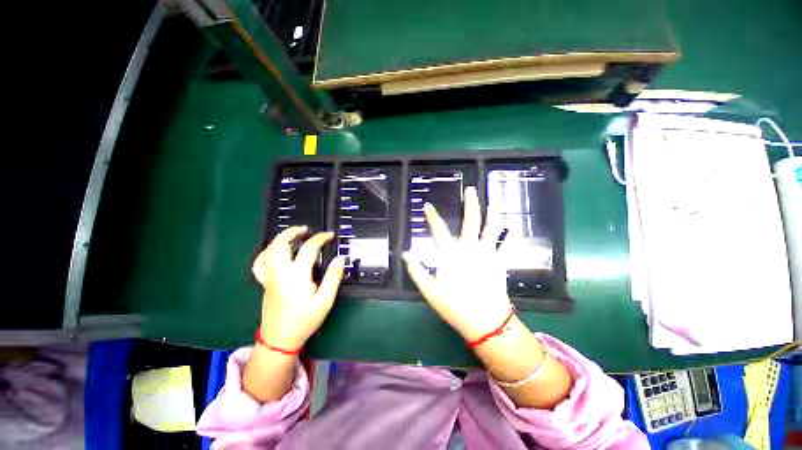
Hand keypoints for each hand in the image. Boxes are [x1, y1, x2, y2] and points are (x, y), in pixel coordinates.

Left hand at [252, 226, 345, 349]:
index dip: (320, 238)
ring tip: (293, 236)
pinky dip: (266, 252)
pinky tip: (275, 252)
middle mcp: (280, 272)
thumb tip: (340, 258)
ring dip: (280, 239)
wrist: (280, 339)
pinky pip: (260, 263)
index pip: (309, 248)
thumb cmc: (305, 319)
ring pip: (268, 250)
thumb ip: (333, 277)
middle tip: (306, 230)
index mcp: (297, 275)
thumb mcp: (325, 300)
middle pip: (281, 244)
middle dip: (293, 232)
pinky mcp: (264, 283)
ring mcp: (270, 277)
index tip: (330, 236)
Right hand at [403, 186, 512, 341]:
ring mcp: (487, 254)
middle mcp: (469, 248)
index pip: (438, 230)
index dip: (432, 216)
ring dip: (493, 215)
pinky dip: (510, 239)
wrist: (484, 321)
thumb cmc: (454, 305)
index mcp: (451, 254)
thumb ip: (417, 271)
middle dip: (470, 204)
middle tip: (471, 190)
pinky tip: (513, 231)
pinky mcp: (499, 263)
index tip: (428, 205)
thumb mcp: (430, 290)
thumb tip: (406, 254)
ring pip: (492, 229)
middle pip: (471, 221)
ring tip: (493, 203)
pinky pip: (507, 248)